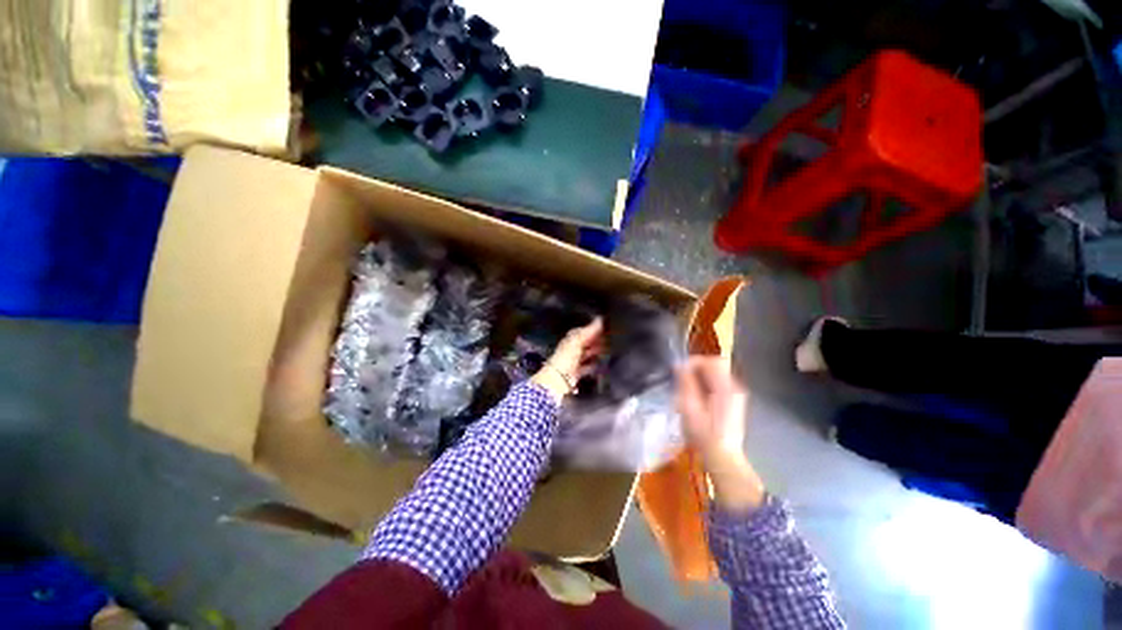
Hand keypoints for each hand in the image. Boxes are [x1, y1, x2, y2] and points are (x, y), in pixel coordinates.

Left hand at [532, 317, 603, 402]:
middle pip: (586, 342)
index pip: (583, 331)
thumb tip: (600, 318)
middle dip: (597, 340)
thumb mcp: (578, 341)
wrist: (559, 378)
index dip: (593, 329)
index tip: (606, 327)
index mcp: (571, 339)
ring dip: (597, 352)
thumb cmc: (567, 356)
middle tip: (611, 339)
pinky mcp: (577, 372)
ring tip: (610, 350)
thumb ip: (589, 330)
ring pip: (588, 354)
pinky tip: (603, 364)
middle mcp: (572, 348)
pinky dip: (595, 365)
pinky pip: (588, 366)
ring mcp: (574, 361)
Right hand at [676, 357, 763, 512]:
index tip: (679, 369)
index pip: (712, 361)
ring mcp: (736, 395)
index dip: (694, 361)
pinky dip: (706, 383)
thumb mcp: (689, 407)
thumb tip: (679, 365)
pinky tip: (696, 396)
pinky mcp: (734, 402)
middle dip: (696, 367)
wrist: (723, 458)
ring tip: (685, 387)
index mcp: (725, 388)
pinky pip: (718, 383)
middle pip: (716, 365)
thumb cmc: (704, 434)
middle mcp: (734, 387)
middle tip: (680, 377)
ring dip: (700, 375)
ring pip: (717, 374)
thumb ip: (686, 383)